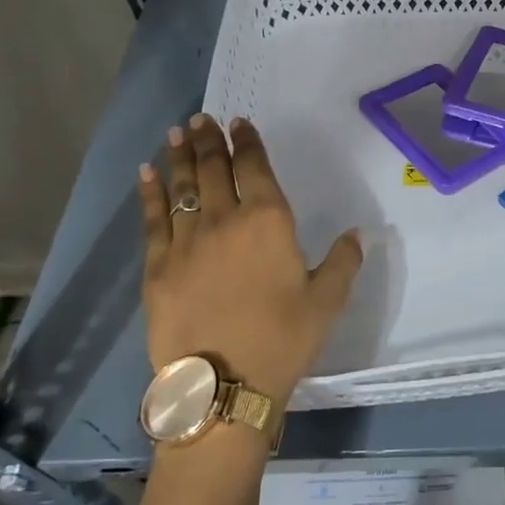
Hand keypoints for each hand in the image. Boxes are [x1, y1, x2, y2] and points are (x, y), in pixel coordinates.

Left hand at [137, 114, 361, 411]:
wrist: (223, 385)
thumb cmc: (283, 340)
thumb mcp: (328, 302)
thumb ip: (343, 262)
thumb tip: (357, 234)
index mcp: (269, 222)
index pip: (255, 167)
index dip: (247, 142)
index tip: (239, 123)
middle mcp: (225, 219)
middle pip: (215, 169)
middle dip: (209, 140)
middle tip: (201, 119)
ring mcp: (186, 241)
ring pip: (182, 187)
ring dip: (181, 156)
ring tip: (177, 133)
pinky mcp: (158, 267)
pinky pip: (153, 219)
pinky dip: (150, 193)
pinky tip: (147, 174)